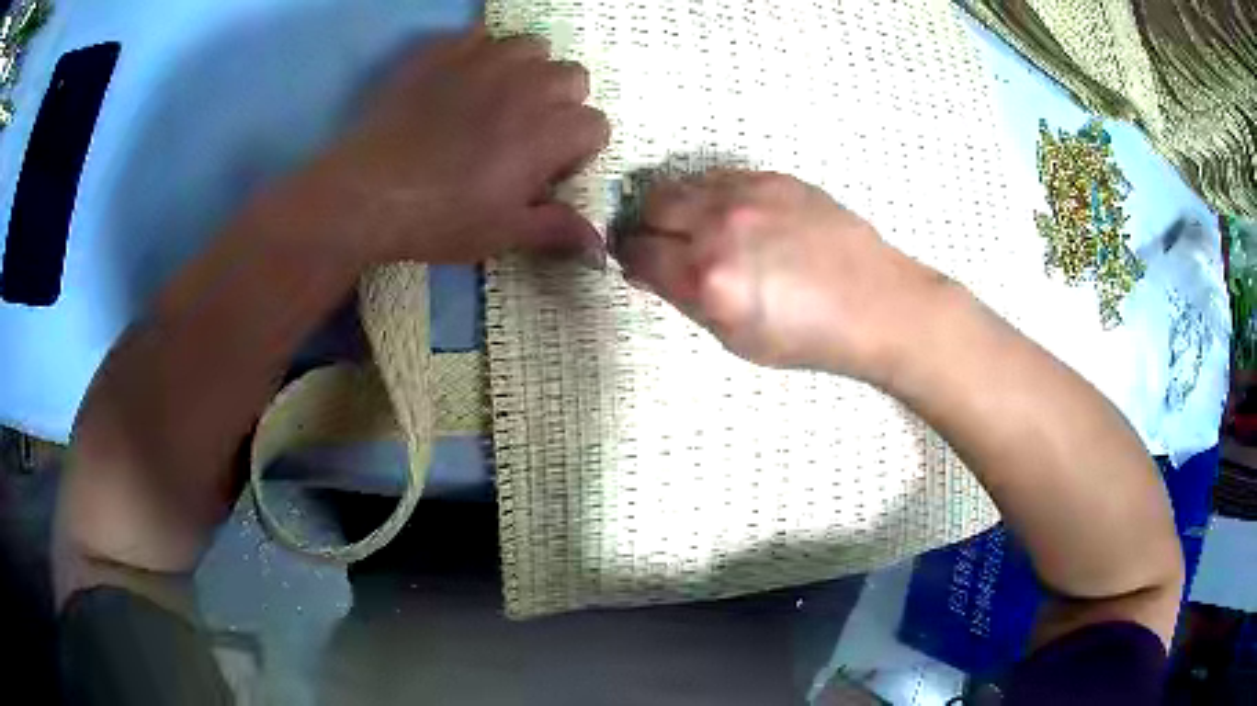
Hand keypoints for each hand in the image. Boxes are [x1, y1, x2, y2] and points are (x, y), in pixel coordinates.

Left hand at [296, 28, 609, 264]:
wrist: (368, 193)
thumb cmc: (440, 218)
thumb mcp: (503, 233)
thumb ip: (555, 229)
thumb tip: (598, 245)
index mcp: (549, 132)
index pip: (597, 125)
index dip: (578, 150)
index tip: (548, 171)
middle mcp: (528, 85)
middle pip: (574, 76)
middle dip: (562, 103)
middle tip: (526, 133)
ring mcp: (485, 61)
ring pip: (533, 47)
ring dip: (528, 70)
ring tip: (498, 99)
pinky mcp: (444, 52)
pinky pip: (481, 36)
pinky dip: (482, 54)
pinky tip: (462, 81)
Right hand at [616, 170, 946, 380]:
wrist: (875, 304)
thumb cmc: (807, 336)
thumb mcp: (735, 339)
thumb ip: (685, 301)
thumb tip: (650, 272)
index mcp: (709, 279)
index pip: (639, 254)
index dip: (630, 259)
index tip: (636, 263)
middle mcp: (721, 227)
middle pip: (652, 208)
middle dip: (647, 227)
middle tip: (661, 243)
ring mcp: (749, 195)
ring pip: (682, 185)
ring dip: (676, 206)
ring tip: (696, 227)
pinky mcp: (774, 178)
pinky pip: (719, 177)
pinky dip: (711, 194)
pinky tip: (731, 215)